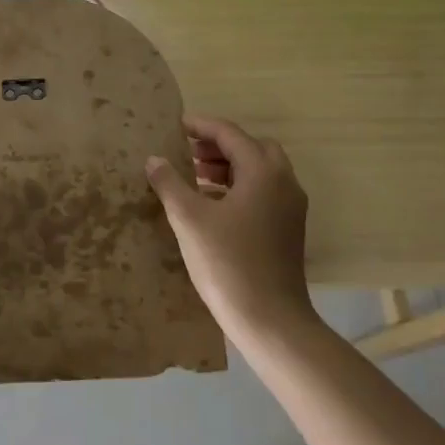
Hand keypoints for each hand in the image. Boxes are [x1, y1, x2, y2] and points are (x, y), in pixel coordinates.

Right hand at [146, 115, 312, 338]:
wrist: (269, 319)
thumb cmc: (227, 262)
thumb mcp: (189, 219)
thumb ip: (170, 183)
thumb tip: (154, 159)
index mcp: (262, 172)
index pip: (230, 134)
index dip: (201, 126)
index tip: (176, 125)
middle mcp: (283, 182)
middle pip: (251, 148)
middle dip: (219, 145)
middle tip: (188, 152)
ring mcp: (290, 207)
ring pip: (260, 171)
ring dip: (229, 166)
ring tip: (195, 175)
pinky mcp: (288, 228)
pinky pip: (263, 192)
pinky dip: (238, 186)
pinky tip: (212, 204)